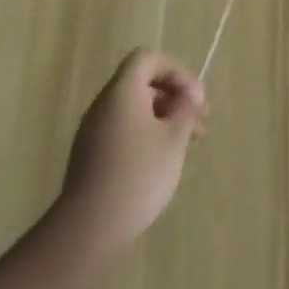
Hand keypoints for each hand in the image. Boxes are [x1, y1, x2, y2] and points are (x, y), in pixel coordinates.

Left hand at [49, 49, 208, 263]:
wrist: (88, 230)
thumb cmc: (138, 175)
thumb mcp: (173, 139)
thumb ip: (185, 110)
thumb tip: (187, 97)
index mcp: (122, 93)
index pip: (148, 59)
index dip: (176, 70)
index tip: (195, 98)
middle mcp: (104, 106)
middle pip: (143, 83)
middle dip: (175, 96)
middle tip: (200, 120)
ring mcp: (94, 132)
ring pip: (136, 109)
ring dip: (165, 117)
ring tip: (190, 142)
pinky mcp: (92, 157)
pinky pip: (125, 130)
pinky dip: (149, 134)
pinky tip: (164, 160)